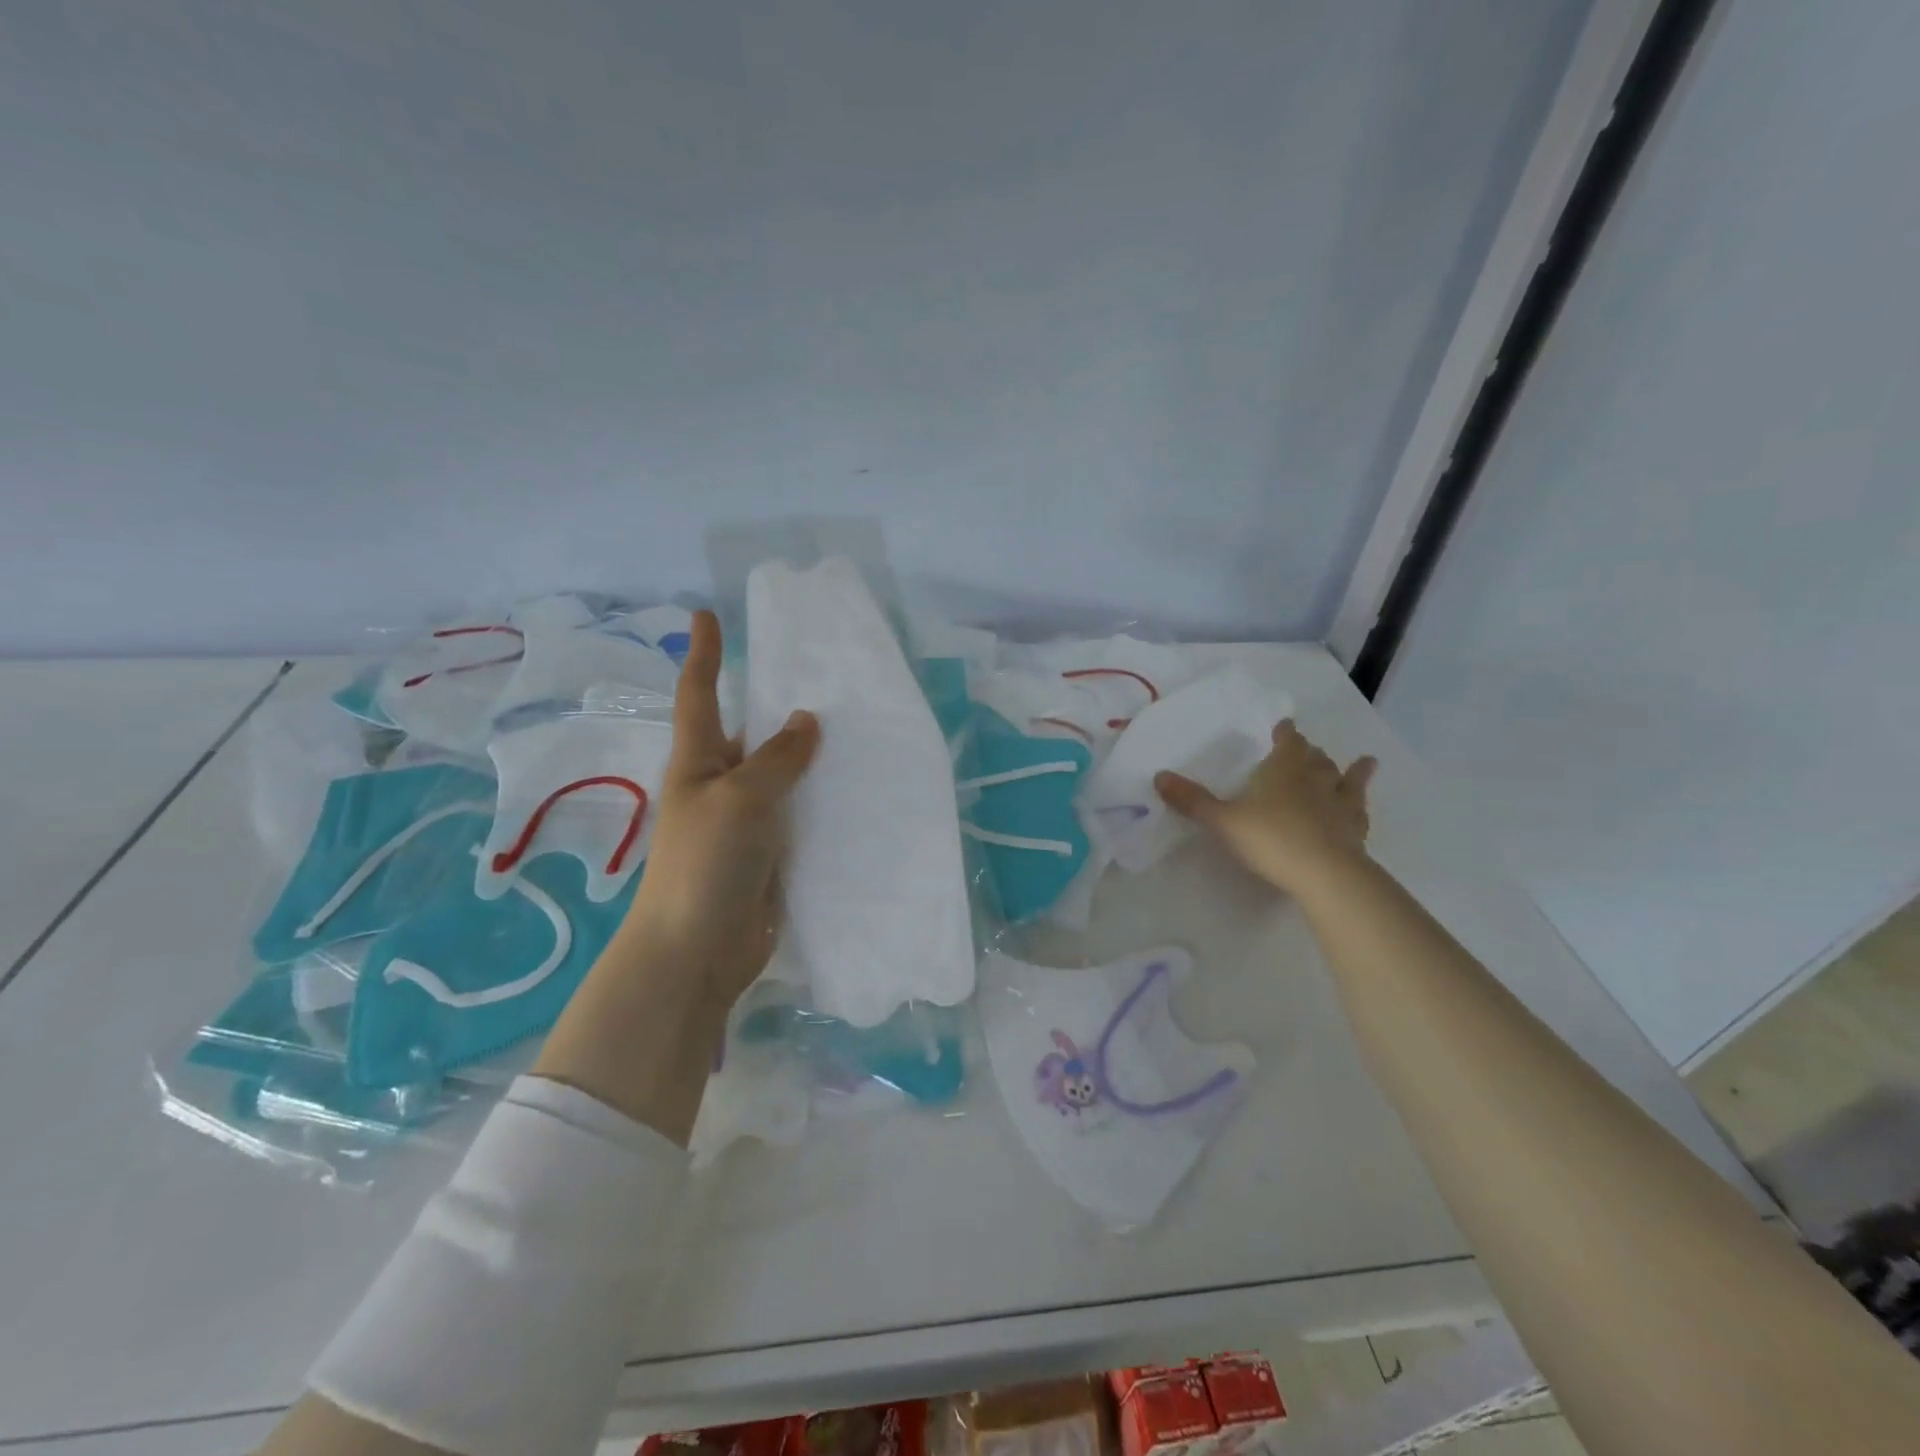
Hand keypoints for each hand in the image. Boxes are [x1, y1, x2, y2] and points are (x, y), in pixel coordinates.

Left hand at [619, 609, 819, 1011]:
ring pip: (784, 776)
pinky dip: (824, 800)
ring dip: (811, 757)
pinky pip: (801, 815)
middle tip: (825, 678)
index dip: (704, 655)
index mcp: (698, 763)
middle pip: (751, 734)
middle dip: (780, 707)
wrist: (697, 952)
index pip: (700, 696)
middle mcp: (721, 786)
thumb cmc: (705, 864)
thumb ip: (776, 759)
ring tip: (858, 728)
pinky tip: (860, 790)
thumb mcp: (739, 799)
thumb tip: (808, 721)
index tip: (706, 615)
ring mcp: (747, 823)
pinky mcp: (772, 855)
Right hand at [1154, 721, 1375, 895]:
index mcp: (1282, 771)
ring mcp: (1339, 806)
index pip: (1287, 743)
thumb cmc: (1270, 838)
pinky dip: (1361, 806)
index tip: (1285, 726)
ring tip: (1363, 762)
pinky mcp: (1356, 832)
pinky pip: (1360, 813)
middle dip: (1311, 753)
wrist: (1324, 874)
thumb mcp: (1222, 820)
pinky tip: (1363, 810)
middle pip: (1316, 759)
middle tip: (1309, 749)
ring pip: (1345, 782)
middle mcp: (1314, 781)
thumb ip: (1192, 800)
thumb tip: (1159, 776)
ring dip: (1350, 772)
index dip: (1286, 734)